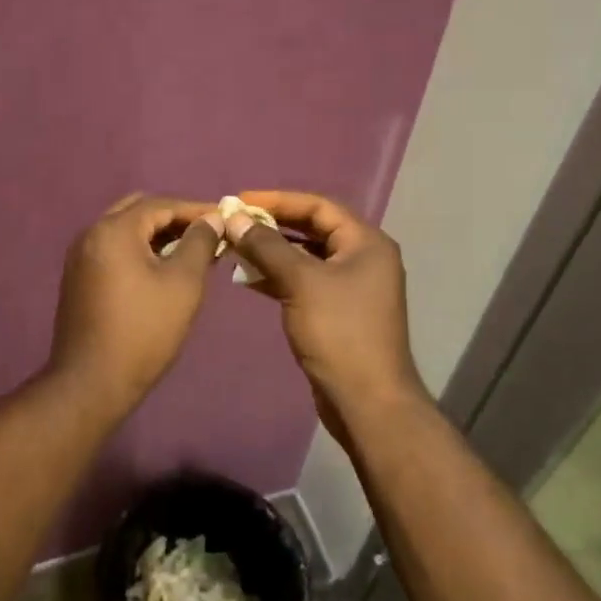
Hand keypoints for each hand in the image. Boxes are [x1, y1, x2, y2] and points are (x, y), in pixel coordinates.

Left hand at [45, 193, 225, 407]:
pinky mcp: (78, 278)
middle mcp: (90, 234)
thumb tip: (211, 219)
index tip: (225, 218)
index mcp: (113, 230)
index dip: (196, 209)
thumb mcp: (183, 284)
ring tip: (191, 251)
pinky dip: (139, 250)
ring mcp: (79, 257)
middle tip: (207, 233)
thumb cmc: (144, 330)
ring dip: (157, 234)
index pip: (160, 204)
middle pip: (138, 210)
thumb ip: (200, 243)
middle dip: (174, 218)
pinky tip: (162, 269)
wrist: (91, 382)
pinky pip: (113, 250)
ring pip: (124, 230)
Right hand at [223, 190, 426, 432]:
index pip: (319, 206)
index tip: (240, 200)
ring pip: (305, 257)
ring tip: (234, 250)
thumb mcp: (300, 281)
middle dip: (272, 226)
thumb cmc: (339, 332)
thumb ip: (266, 245)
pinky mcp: (337, 312)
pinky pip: (304, 282)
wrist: (366, 401)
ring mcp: (351, 287)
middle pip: (312, 230)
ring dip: (271, 252)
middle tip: (234, 224)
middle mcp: (363, 259)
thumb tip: (234, 217)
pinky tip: (248, 279)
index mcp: (366, 243)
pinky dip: (278, 277)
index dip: (278, 200)